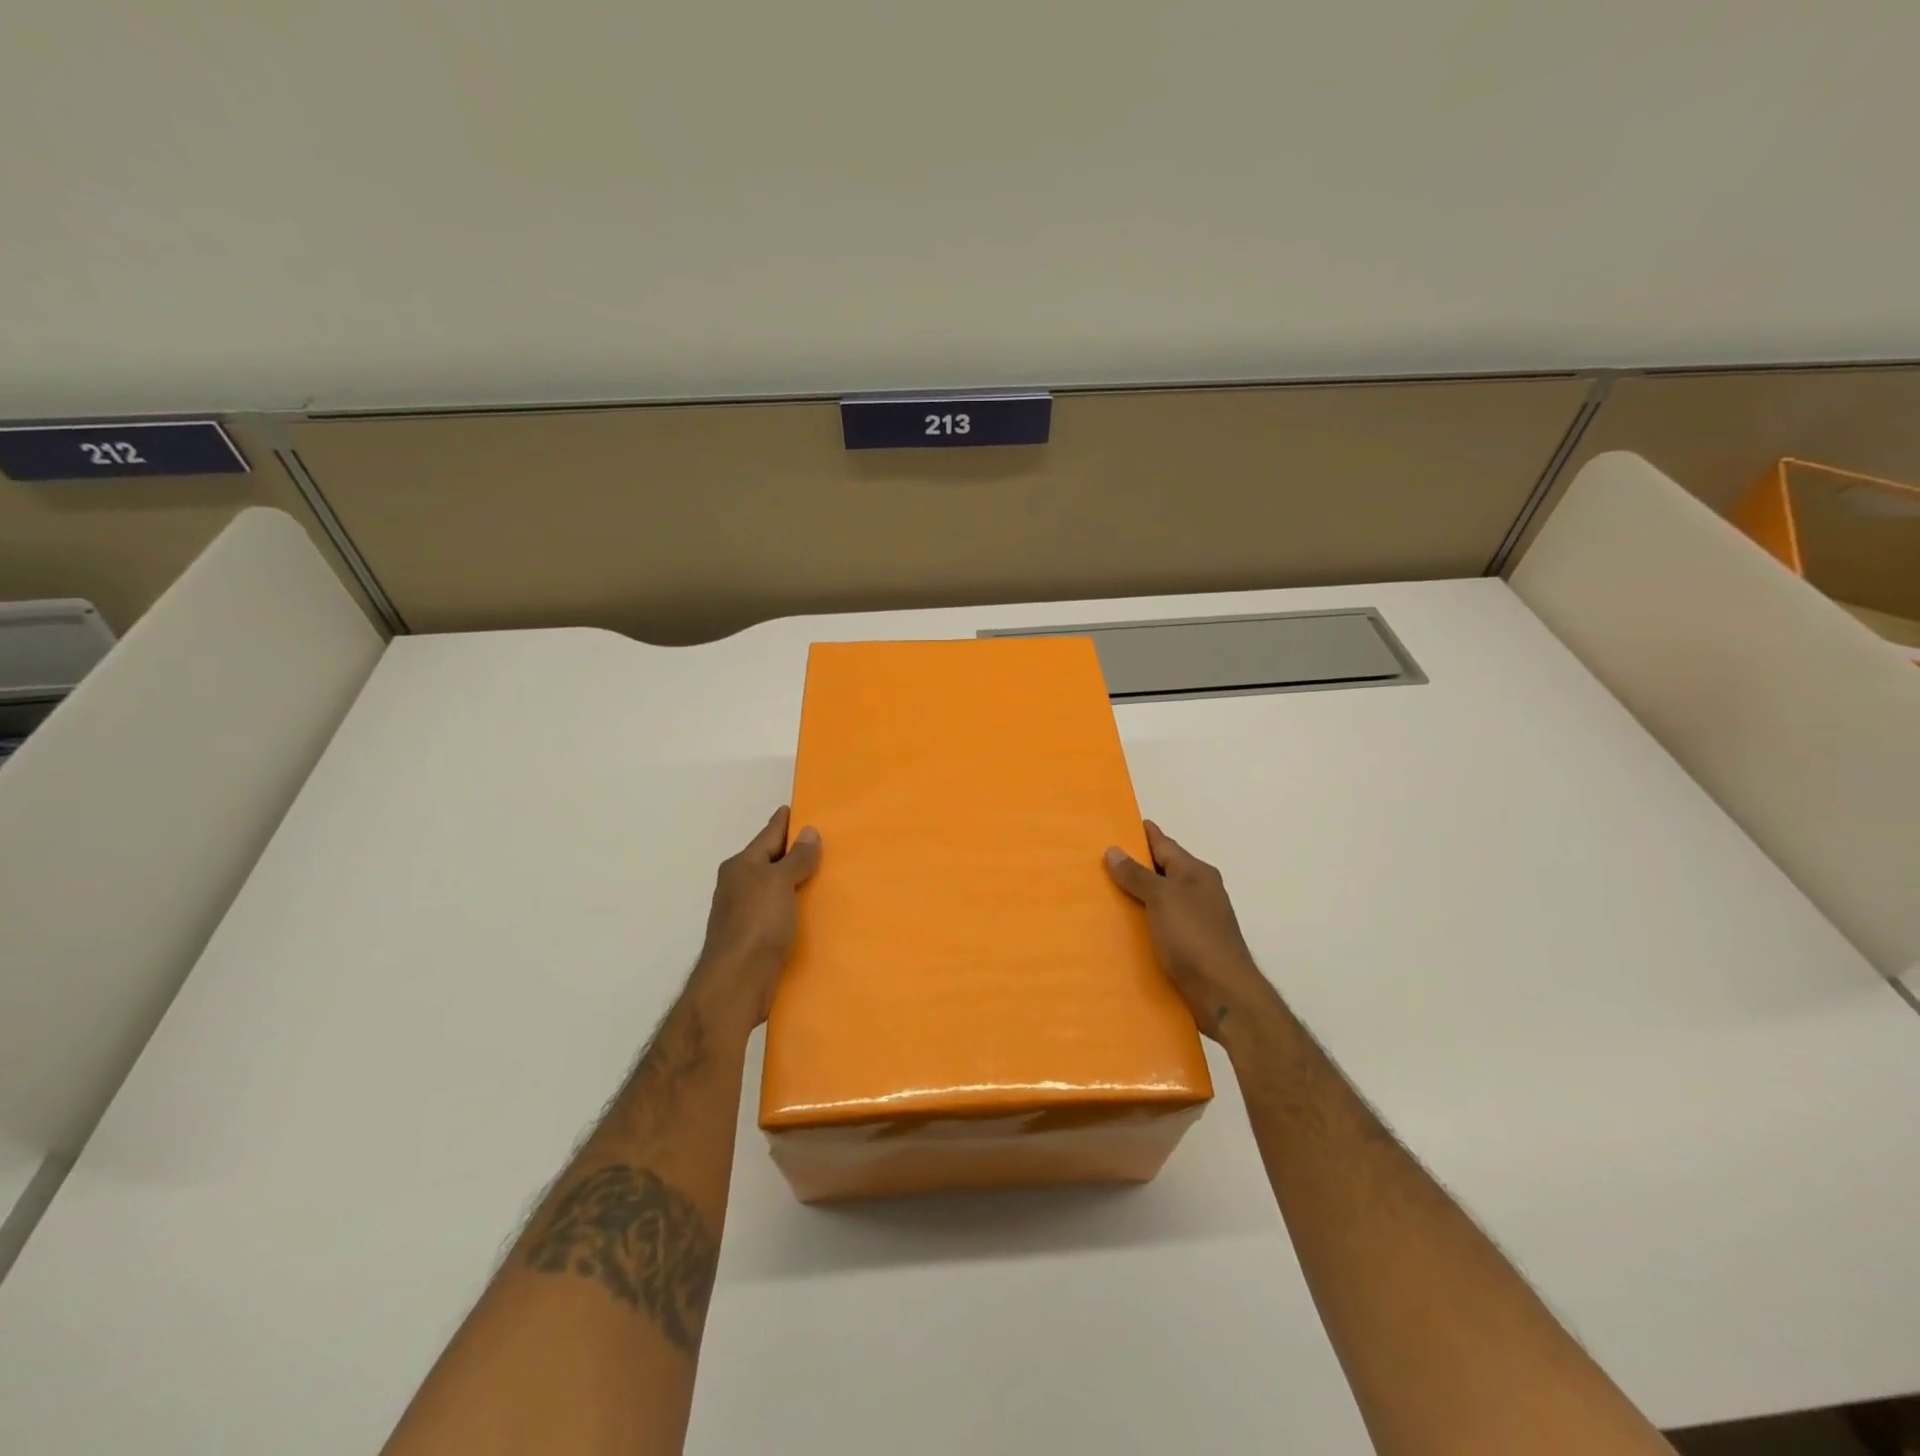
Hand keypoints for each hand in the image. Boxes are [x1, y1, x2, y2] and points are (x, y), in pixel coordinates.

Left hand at [694, 807, 820, 1025]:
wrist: (736, 984)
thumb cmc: (757, 924)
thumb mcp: (779, 883)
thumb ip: (796, 858)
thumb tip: (808, 831)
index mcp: (741, 866)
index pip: (768, 835)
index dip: (785, 821)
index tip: (801, 808)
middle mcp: (739, 886)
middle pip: (771, 861)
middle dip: (794, 852)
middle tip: (827, 840)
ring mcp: (744, 914)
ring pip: (775, 888)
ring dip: (796, 881)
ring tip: (828, 874)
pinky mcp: (754, 939)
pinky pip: (780, 912)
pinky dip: (795, 907)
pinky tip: (814, 910)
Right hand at [1105, 821, 1275, 1039]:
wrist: (1223, 994)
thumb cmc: (1194, 937)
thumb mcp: (1163, 899)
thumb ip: (1137, 875)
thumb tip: (1114, 850)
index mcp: (1196, 874)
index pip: (1164, 845)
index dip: (1143, 834)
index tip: (1120, 823)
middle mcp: (1199, 892)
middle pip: (1162, 871)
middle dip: (1134, 865)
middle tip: (1098, 859)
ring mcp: (1196, 920)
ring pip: (1160, 900)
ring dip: (1136, 896)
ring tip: (1100, 892)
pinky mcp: (1189, 947)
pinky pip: (1159, 925)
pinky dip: (1142, 922)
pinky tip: (1120, 928)